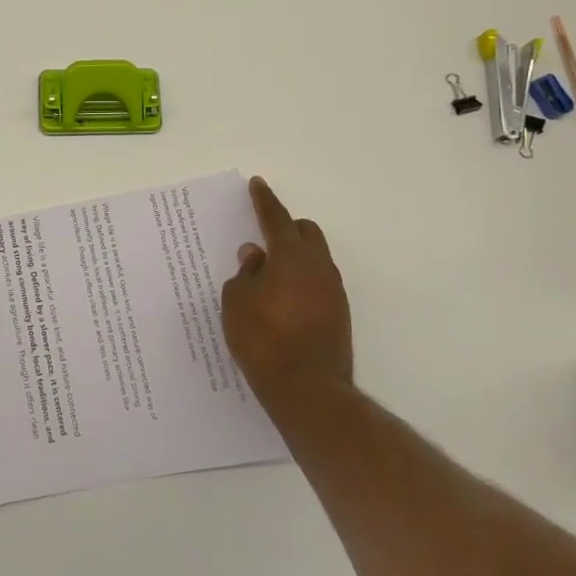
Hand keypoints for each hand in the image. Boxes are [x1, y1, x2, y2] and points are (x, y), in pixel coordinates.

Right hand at [223, 177, 353, 400]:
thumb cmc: (263, 339)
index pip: (276, 218)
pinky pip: (318, 284)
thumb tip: (256, 257)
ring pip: (315, 259)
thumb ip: (245, 273)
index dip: (264, 200)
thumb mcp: (237, 301)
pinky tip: (282, 300)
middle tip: (262, 238)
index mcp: (291, 256)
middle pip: (306, 232)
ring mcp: (333, 293)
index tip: (258, 184)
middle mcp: (318, 267)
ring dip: (294, 258)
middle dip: (285, 228)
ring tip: (269, 275)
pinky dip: (301, 282)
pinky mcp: (339, 316)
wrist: (308, 391)